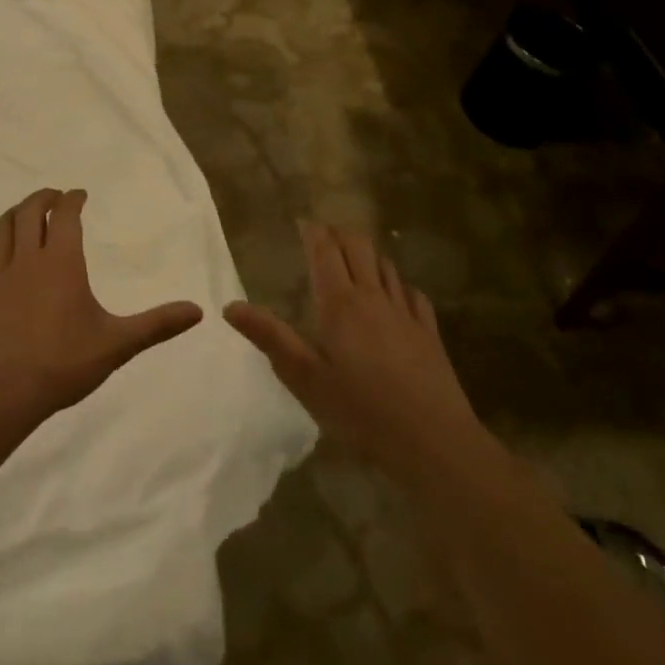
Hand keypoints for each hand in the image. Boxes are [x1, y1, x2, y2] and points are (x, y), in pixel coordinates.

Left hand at [0, 188, 202, 424]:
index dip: (73, 200)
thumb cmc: (64, 362)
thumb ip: (157, 325)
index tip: (81, 194)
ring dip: (13, 215)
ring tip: (25, 214)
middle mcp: (30, 260)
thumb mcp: (118, 344)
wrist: (6, 392)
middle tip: (55, 197)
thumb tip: (198, 311)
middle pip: (29, 212)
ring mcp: (2, 279)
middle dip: (42, 197)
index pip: (66, 215)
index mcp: (62, 262)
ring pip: (1, 231)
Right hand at [224, 222, 488, 482]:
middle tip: (323, 236)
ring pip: (385, 265)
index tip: (302, 223)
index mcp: (340, 303)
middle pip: (358, 246)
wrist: (434, 441)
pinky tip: (396, 296)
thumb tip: (230, 306)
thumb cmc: (361, 410)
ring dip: (367, 254)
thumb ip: (270, 337)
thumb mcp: (305, 378)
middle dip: (339, 234)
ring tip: (354, 258)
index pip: (325, 250)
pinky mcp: (429, 332)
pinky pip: (412, 294)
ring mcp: (405, 312)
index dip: (313, 232)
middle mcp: (373, 296)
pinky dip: (398, 284)